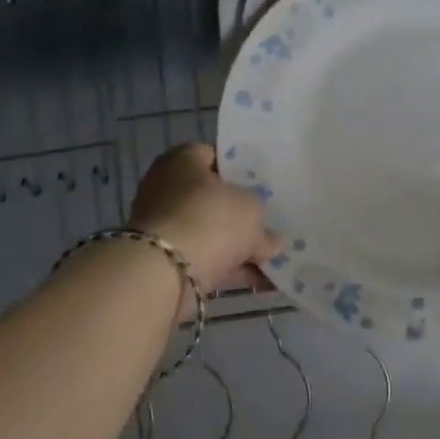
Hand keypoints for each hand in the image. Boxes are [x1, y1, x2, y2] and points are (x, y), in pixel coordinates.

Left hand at [130, 144, 280, 294]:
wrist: (165, 273)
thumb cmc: (211, 219)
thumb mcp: (252, 210)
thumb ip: (264, 223)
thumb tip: (271, 241)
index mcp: (183, 160)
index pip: (217, 157)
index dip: (243, 170)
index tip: (266, 185)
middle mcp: (168, 188)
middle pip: (214, 198)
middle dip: (242, 215)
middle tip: (272, 223)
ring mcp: (164, 226)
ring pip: (211, 232)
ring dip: (239, 247)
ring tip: (275, 258)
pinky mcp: (166, 261)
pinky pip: (206, 260)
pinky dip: (231, 270)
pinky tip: (262, 281)